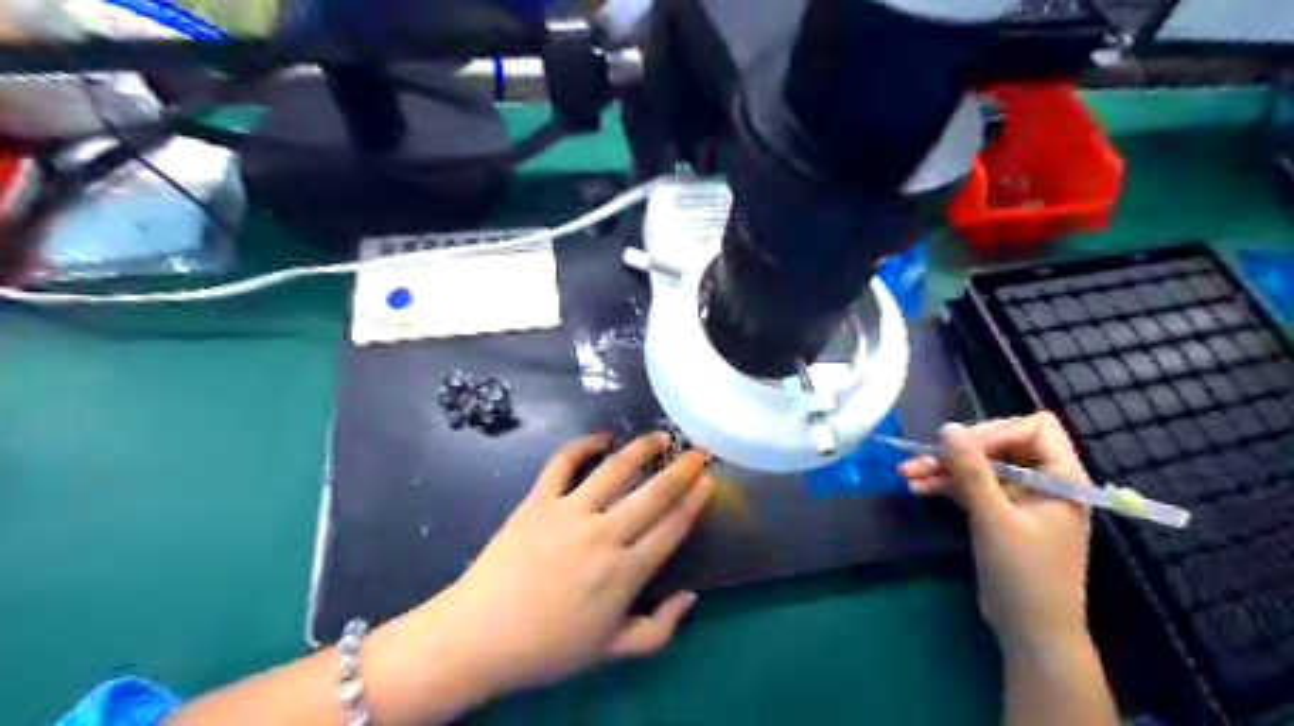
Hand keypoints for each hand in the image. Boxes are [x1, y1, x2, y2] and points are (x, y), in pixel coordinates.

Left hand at [408, 431, 712, 698]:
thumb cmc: (549, 647)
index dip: (694, 501)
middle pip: (653, 493)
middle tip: (698, 451)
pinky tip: (601, 437)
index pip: (671, 527)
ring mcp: (570, 512)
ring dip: (641, 448)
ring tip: (659, 437)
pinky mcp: (538, 500)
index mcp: (626, 572)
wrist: (481, 635)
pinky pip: (563, 463)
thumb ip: (659, 629)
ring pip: (614, 469)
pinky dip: (583, 444)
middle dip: (681, 469)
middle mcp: (605, 534)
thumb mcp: (611, 651)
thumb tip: (690, 596)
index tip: (707, 481)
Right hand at [901, 412, 1088, 655]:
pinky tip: (917, 487)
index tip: (963, 448)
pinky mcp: (1000, 513)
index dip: (997, 432)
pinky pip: (972, 486)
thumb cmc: (1023, 573)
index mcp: (1061, 477)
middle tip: (923, 457)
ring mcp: (1020, 497)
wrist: (1029, 630)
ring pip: (979, 466)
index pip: (1035, 428)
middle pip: (1000, 443)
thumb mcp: (993, 517)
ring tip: (906, 473)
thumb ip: (971, 469)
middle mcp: (1043, 480)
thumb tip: (948, 427)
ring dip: (944, 468)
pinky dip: (947, 485)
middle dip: (959, 451)